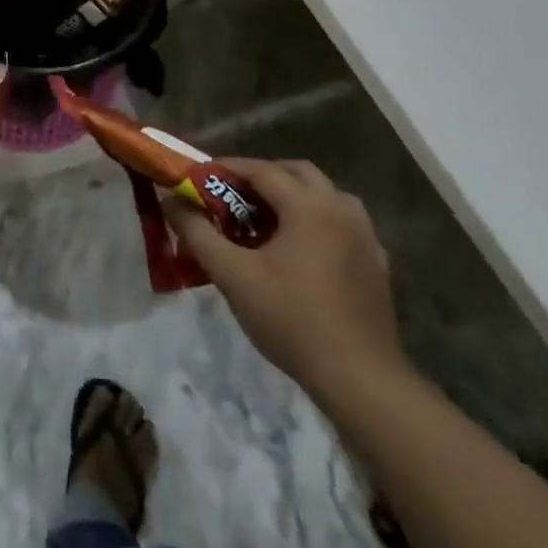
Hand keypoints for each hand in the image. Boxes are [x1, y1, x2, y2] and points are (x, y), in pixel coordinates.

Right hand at [165, 159, 403, 399]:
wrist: (360, 379)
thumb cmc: (291, 319)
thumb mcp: (232, 275)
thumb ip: (197, 232)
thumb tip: (170, 200)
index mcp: (309, 206)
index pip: (261, 169)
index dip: (226, 168)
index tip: (199, 179)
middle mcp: (341, 210)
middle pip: (298, 172)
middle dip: (262, 176)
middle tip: (231, 196)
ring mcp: (365, 236)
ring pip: (325, 195)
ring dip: (293, 196)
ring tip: (265, 221)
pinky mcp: (376, 263)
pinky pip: (342, 224)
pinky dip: (316, 221)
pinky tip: (300, 251)